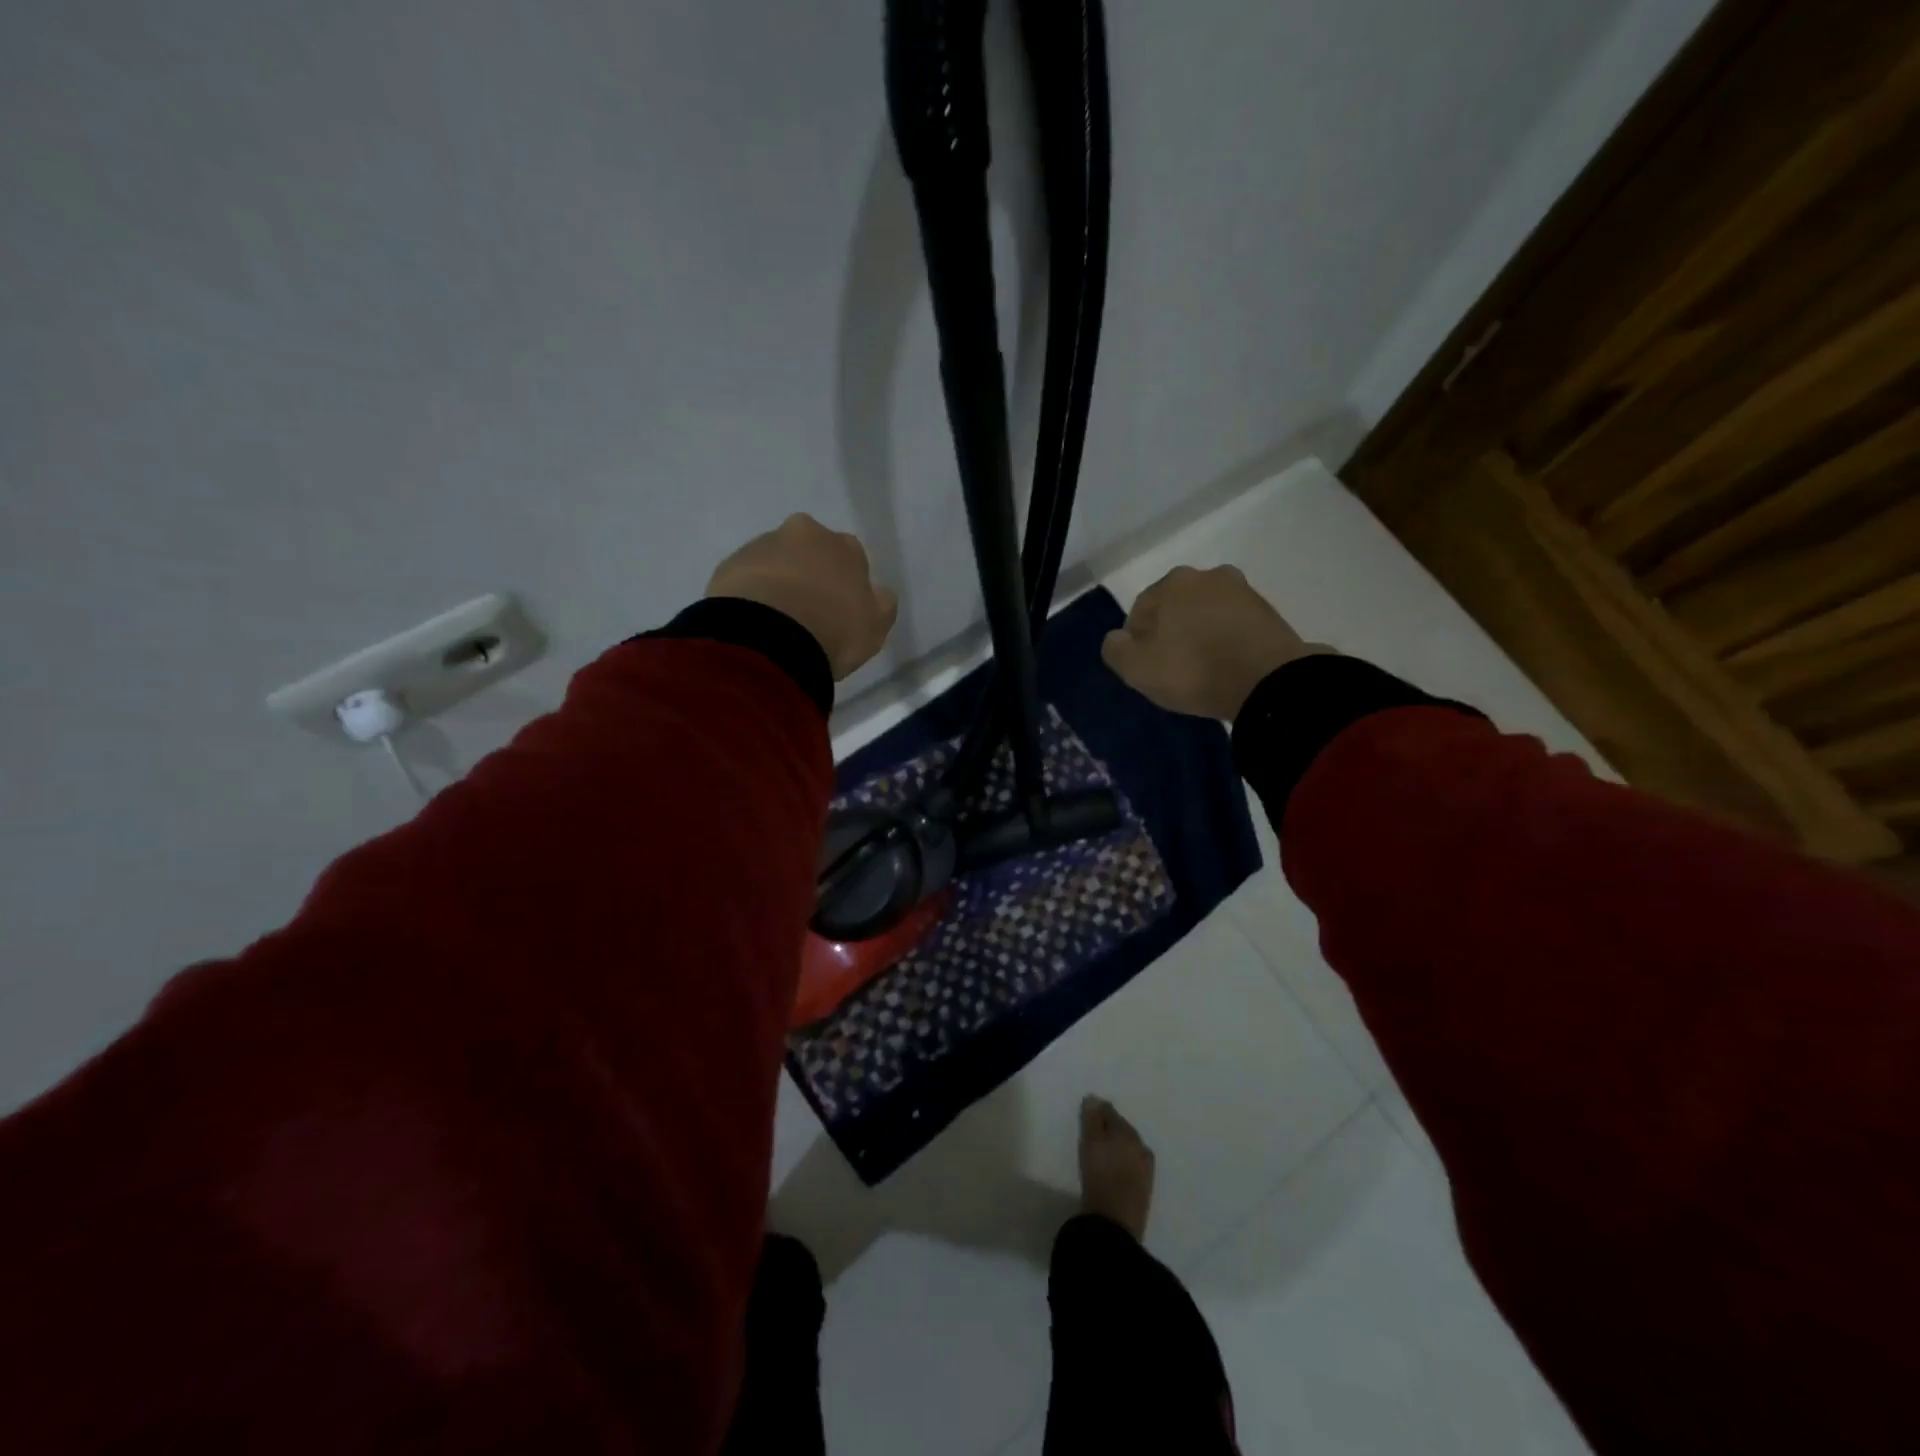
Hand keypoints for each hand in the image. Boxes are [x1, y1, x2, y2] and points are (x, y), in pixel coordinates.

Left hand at [707, 514, 898, 679]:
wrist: (769, 638)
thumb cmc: (833, 630)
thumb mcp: (875, 626)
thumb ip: (881, 604)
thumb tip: (877, 592)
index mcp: (845, 546)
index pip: (851, 556)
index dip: (846, 582)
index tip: (841, 609)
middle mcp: (804, 533)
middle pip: (810, 550)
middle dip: (809, 572)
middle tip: (808, 611)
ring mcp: (762, 545)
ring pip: (775, 561)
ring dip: (777, 582)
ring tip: (776, 623)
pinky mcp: (729, 565)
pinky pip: (746, 579)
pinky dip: (751, 595)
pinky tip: (754, 624)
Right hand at [1101, 565, 1329, 719]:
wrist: (1268, 681)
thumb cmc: (1193, 670)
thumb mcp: (1136, 668)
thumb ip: (1115, 649)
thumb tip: (1118, 639)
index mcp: (1171, 582)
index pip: (1140, 612)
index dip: (1137, 643)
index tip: (1146, 669)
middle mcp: (1207, 575)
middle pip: (1175, 608)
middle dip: (1170, 633)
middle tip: (1173, 668)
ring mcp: (1242, 591)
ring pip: (1206, 614)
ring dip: (1200, 634)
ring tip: (1202, 669)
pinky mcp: (1269, 612)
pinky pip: (1233, 626)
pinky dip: (1226, 641)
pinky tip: (1226, 665)